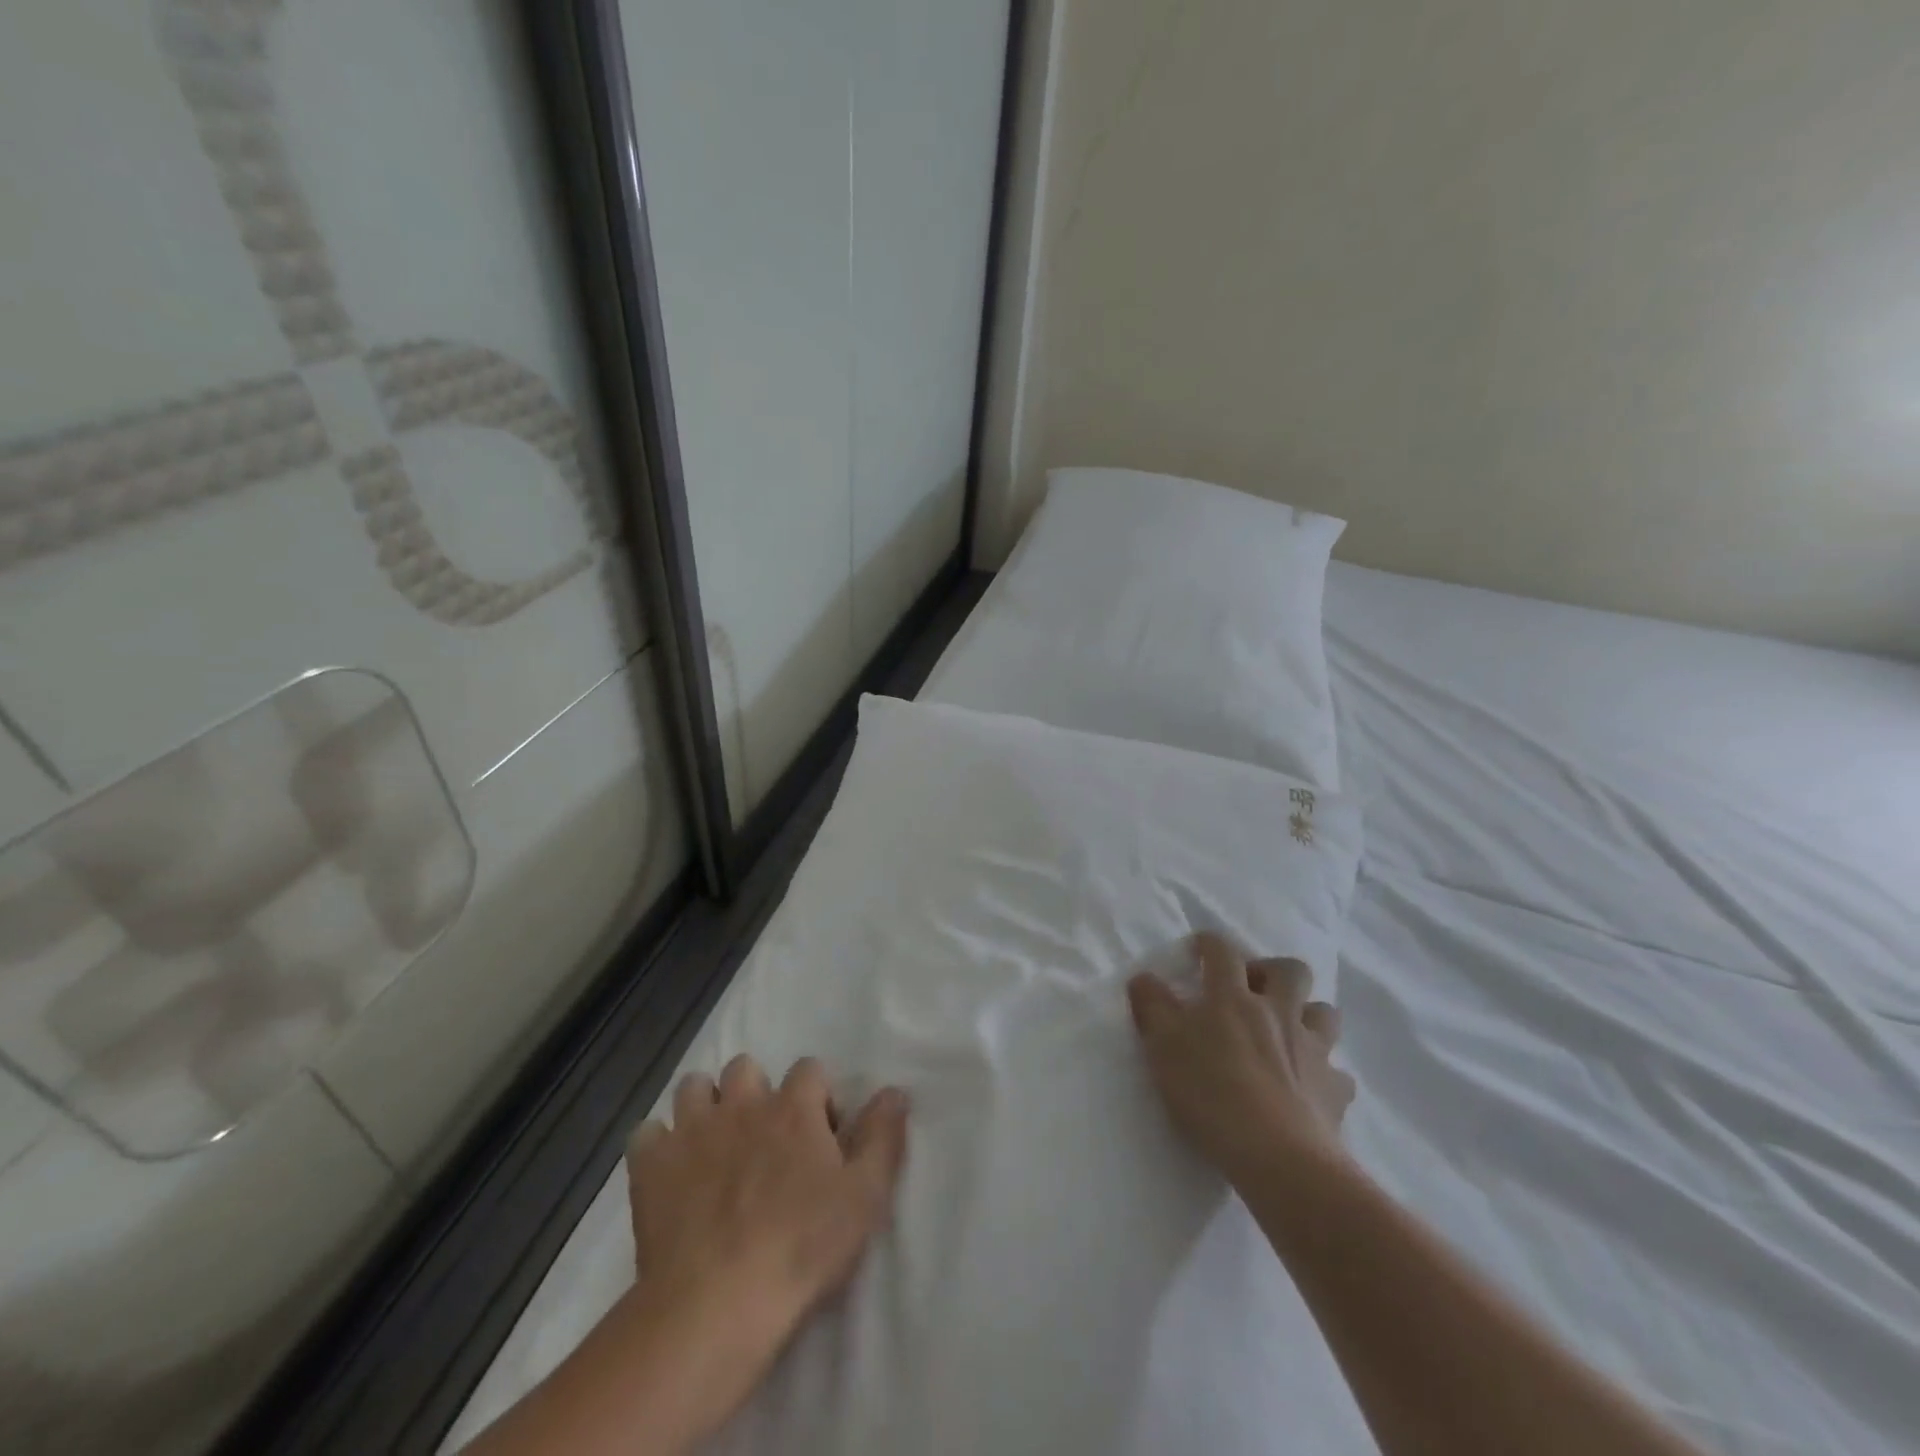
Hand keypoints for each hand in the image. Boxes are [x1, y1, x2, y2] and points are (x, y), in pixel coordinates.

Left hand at [624, 1055, 908, 1440]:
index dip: (817, 1098)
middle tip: (762, 1139)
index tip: (820, 1138)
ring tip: (713, 1146)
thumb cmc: (801, 1248)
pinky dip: (657, 1146)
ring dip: (704, 1107)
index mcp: (794, 1107)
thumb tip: (895, 1090)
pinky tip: (669, 1173)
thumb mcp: (864, 1196)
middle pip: (746, 1067)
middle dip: (754, 1093)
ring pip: (694, 1087)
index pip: (810, 1069)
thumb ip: (883, 1137)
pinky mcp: (651, 1165)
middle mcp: (742, 1103)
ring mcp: (692, 1130)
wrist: (716, 1304)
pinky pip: (646, 1133)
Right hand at [1127, 933, 1354, 1188]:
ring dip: (1306, 1014)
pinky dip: (1324, 1073)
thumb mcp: (1163, 1047)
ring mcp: (1313, 1050)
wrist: (1278, 1157)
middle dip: (1271, 970)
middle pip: (1290, 970)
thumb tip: (1144, 978)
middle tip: (1250, 990)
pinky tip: (1309, 1087)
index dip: (1209, 943)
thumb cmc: (1211, 1094)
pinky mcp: (1335, 1090)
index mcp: (1232, 997)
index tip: (1199, 949)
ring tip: (1286, 1032)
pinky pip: (1338, 1073)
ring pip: (1324, 1013)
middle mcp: (1278, 1012)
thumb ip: (1151, 1006)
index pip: (1222, 951)